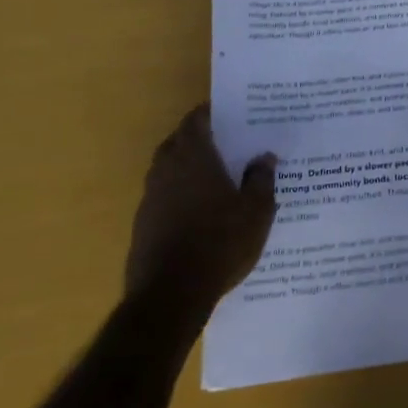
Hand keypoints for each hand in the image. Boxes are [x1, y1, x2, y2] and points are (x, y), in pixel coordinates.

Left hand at [127, 105, 277, 302]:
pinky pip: (163, 196)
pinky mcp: (143, 225)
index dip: (210, 113)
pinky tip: (199, 211)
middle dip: (199, 138)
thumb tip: (264, 157)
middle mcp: (166, 170)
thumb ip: (261, 179)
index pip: (196, 121)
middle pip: (178, 142)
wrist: (171, 294)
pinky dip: (179, 194)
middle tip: (226, 143)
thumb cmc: (220, 242)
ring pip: (168, 169)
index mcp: (194, 157)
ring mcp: (150, 198)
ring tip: (215, 176)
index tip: (229, 114)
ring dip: (187, 167)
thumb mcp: (256, 211)